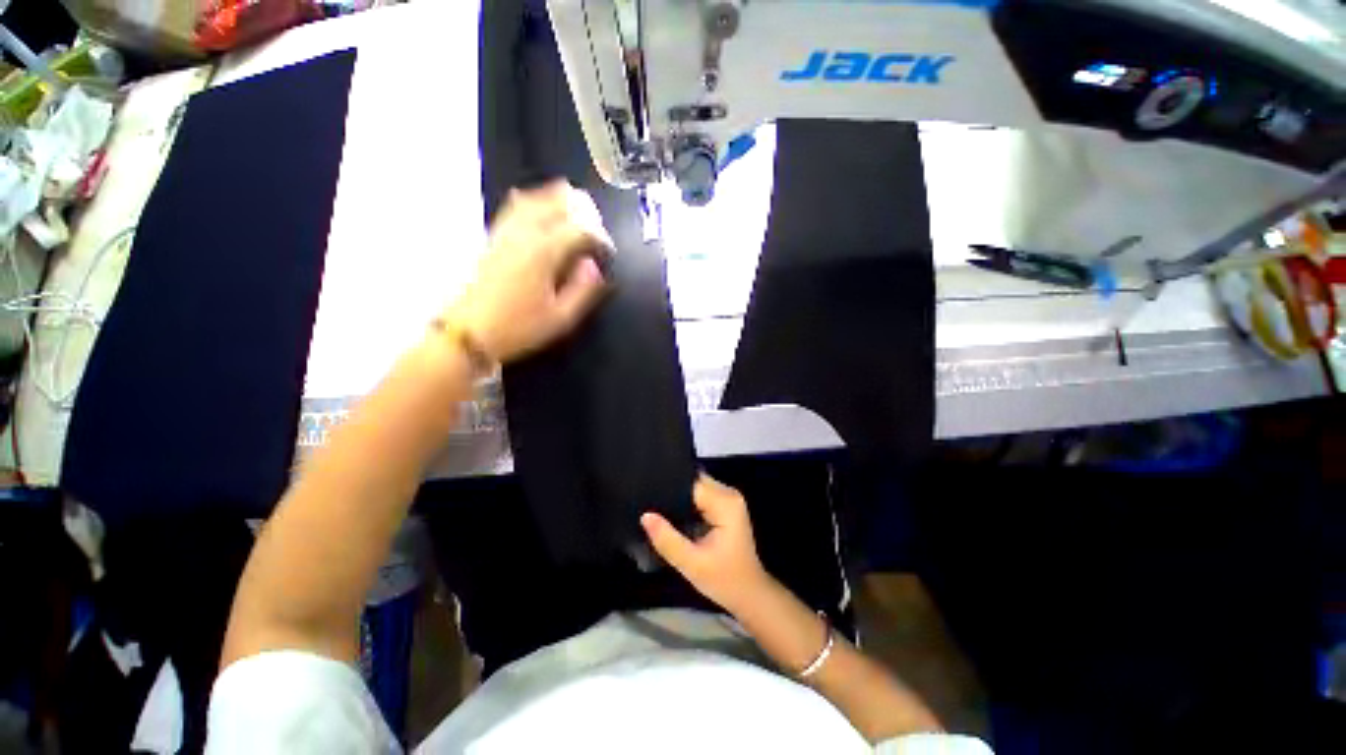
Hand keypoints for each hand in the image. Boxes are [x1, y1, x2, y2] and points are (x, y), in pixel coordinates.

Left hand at [451, 181, 612, 362]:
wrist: (470, 331)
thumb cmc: (519, 328)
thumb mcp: (561, 318)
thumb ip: (583, 290)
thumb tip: (594, 267)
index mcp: (544, 253)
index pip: (580, 229)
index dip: (600, 237)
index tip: (608, 253)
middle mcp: (525, 233)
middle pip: (558, 203)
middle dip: (584, 211)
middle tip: (596, 229)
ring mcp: (506, 231)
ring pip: (536, 198)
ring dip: (560, 200)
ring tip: (577, 211)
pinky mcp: (494, 235)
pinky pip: (515, 206)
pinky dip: (533, 200)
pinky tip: (540, 205)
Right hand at [641, 475, 772, 614]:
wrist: (749, 594)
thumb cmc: (724, 580)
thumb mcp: (692, 564)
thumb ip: (667, 539)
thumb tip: (645, 515)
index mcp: (725, 502)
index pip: (691, 484)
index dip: (669, 488)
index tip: (646, 494)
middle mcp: (728, 494)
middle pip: (694, 481)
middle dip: (672, 490)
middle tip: (646, 501)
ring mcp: (728, 499)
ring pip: (696, 487)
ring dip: (678, 496)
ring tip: (654, 506)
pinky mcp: (725, 506)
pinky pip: (701, 495)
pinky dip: (686, 502)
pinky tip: (670, 513)